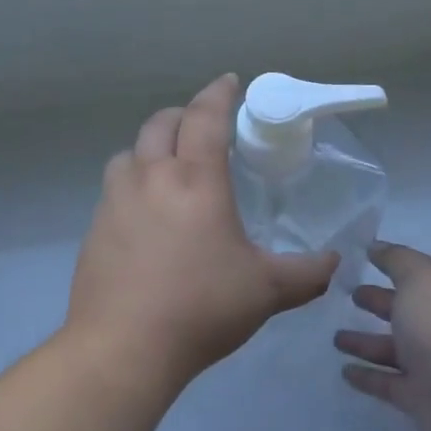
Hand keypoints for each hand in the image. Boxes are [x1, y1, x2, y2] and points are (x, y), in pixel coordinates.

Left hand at [66, 74, 338, 389]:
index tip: (230, 82)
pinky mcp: (95, 227)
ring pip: (131, 152)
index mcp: (195, 180)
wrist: (124, 348)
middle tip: (203, 126)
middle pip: (162, 123)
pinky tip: (146, 215)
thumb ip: (307, 273)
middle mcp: (151, 177)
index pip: (205, 117)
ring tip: (170, 168)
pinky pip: (115, 187)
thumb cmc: (201, 308)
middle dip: (184, 115)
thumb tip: (335, 262)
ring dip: (152, 148)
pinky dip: (133, 183)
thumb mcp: (266, 290)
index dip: (219, 93)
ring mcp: (116, 200)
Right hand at [336, 242, 430, 430]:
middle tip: (349, 295)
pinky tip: (344, 371)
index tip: (362, 260)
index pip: (420, 277)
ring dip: (365, 342)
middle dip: (378, 302)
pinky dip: (367, 376)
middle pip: (406, 312)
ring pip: (393, 349)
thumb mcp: (420, 278)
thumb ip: (397, 259)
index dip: (394, 267)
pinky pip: (388, 383)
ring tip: (335, 338)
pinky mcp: (420, 399)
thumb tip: (376, 246)